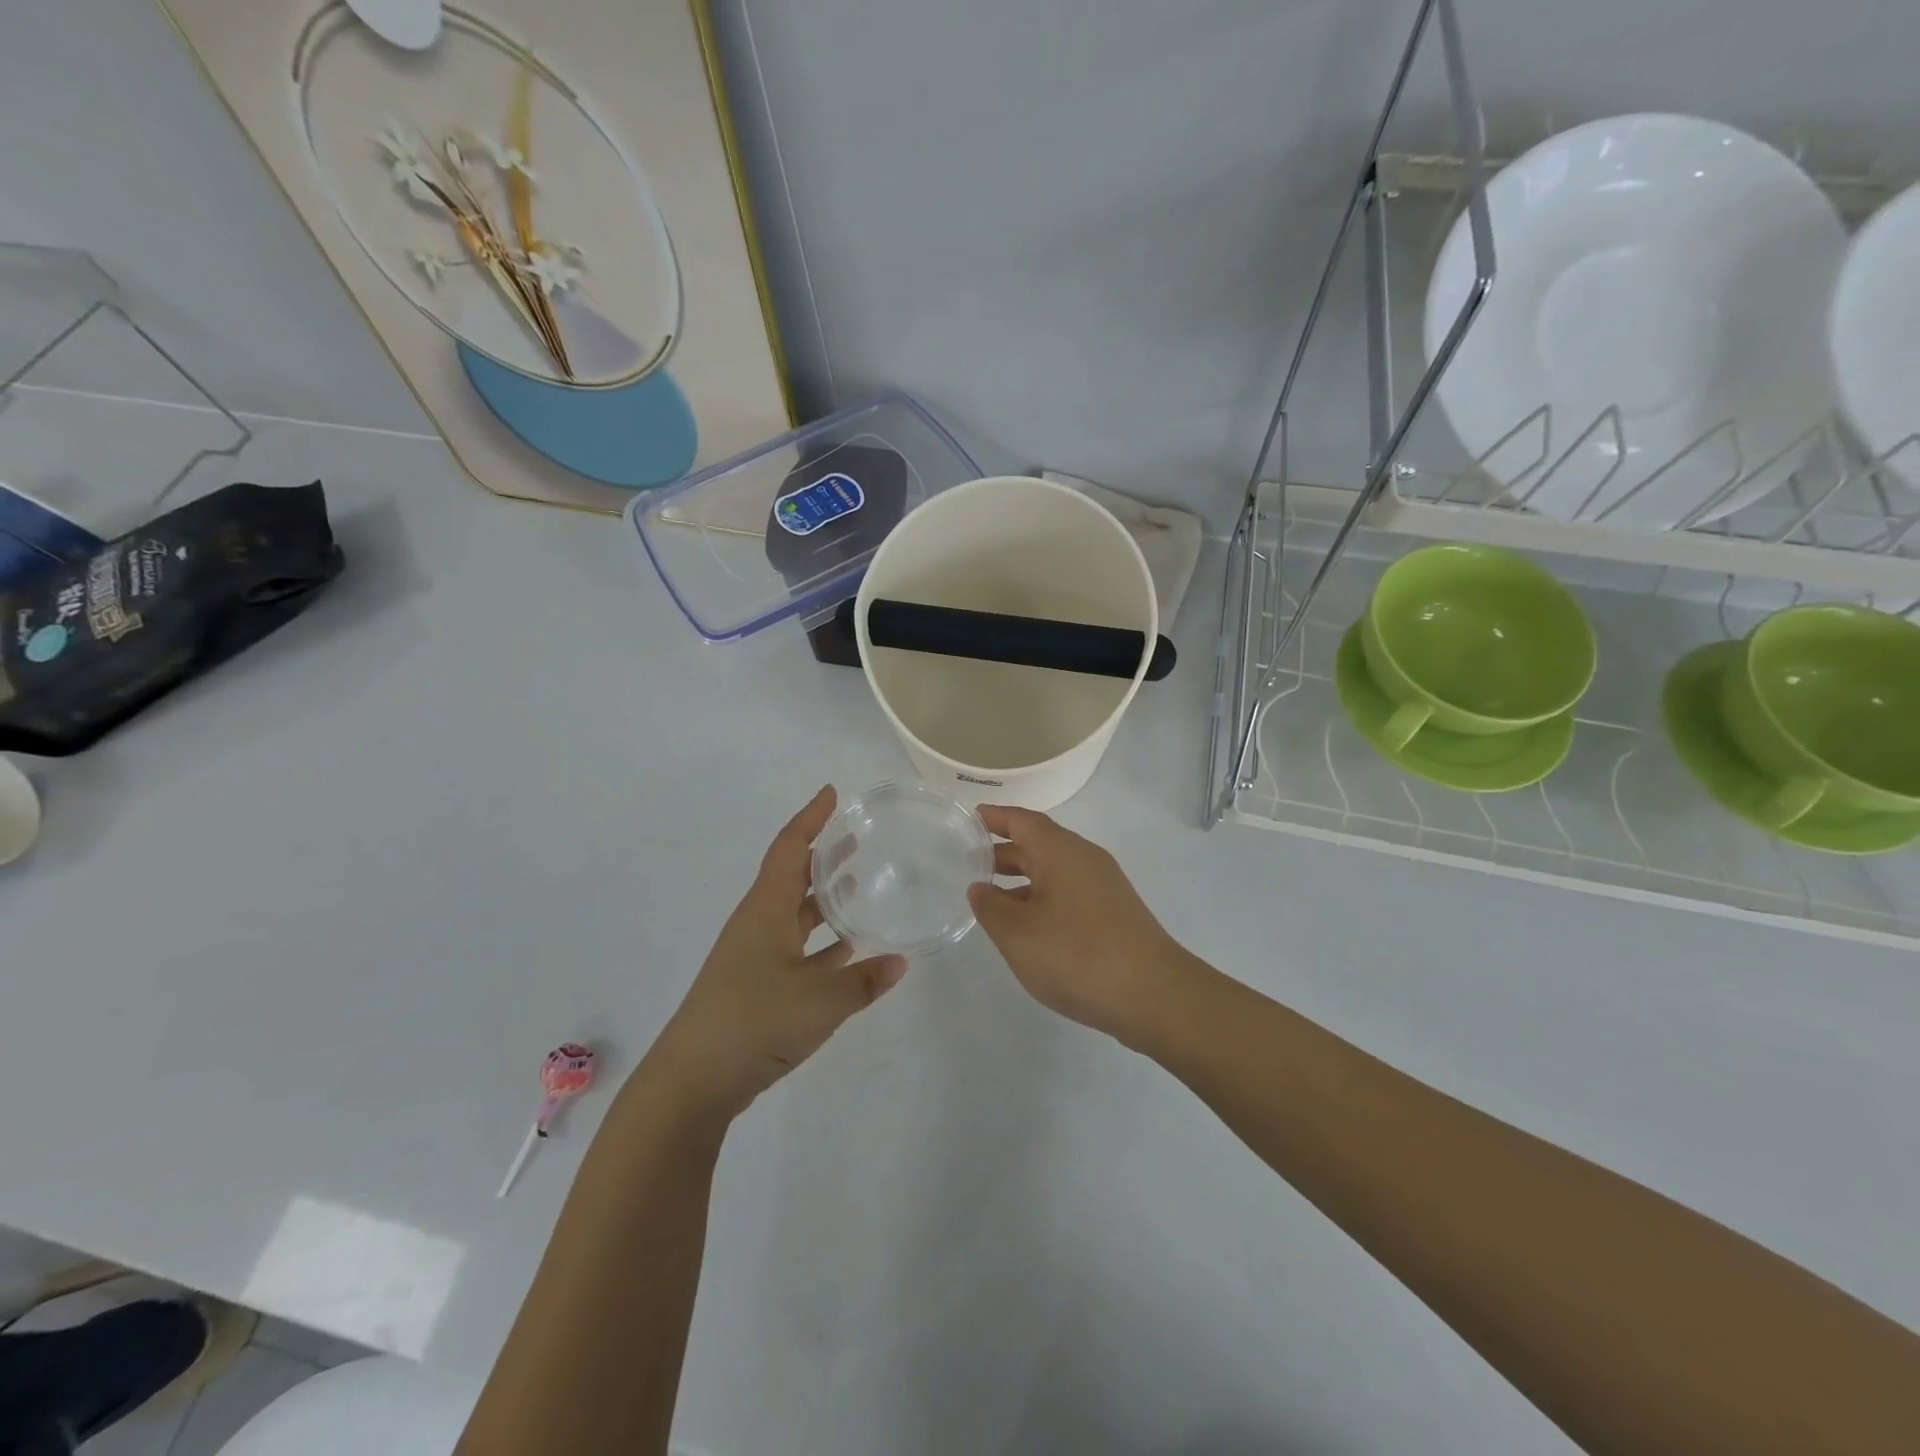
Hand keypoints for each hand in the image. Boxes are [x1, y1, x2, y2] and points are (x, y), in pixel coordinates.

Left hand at [646, 787, 905, 1118]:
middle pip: (792, 877)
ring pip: (796, 915)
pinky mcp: (758, 988)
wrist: (693, 1082)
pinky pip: (798, 952)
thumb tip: (900, 962)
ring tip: (859, 887)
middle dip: (823, 856)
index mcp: (765, 910)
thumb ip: (864, 981)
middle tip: (856, 839)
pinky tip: (850, 951)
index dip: (810, 819)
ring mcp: (756, 957)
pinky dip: (823, 946)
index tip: (832, 794)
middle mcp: (758, 925)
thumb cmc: (754, 1022)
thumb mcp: (820, 1001)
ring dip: (824, 900)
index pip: (789, 848)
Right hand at [967, 806, 1197, 1041]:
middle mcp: (1085, 859)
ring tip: (991, 899)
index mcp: (1061, 851)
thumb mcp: (1017, 933)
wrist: (1153, 995)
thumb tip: (980, 888)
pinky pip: (1069, 892)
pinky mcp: (1114, 913)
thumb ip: (990, 907)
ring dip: (1022, 879)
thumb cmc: (1076, 955)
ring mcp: (1104, 886)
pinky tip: (1028, 926)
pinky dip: (1042, 898)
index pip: (1022, 821)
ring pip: (1054, 871)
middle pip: (1039, 844)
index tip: (970, 817)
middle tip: (969, 863)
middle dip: (1004, 852)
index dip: (994, 818)